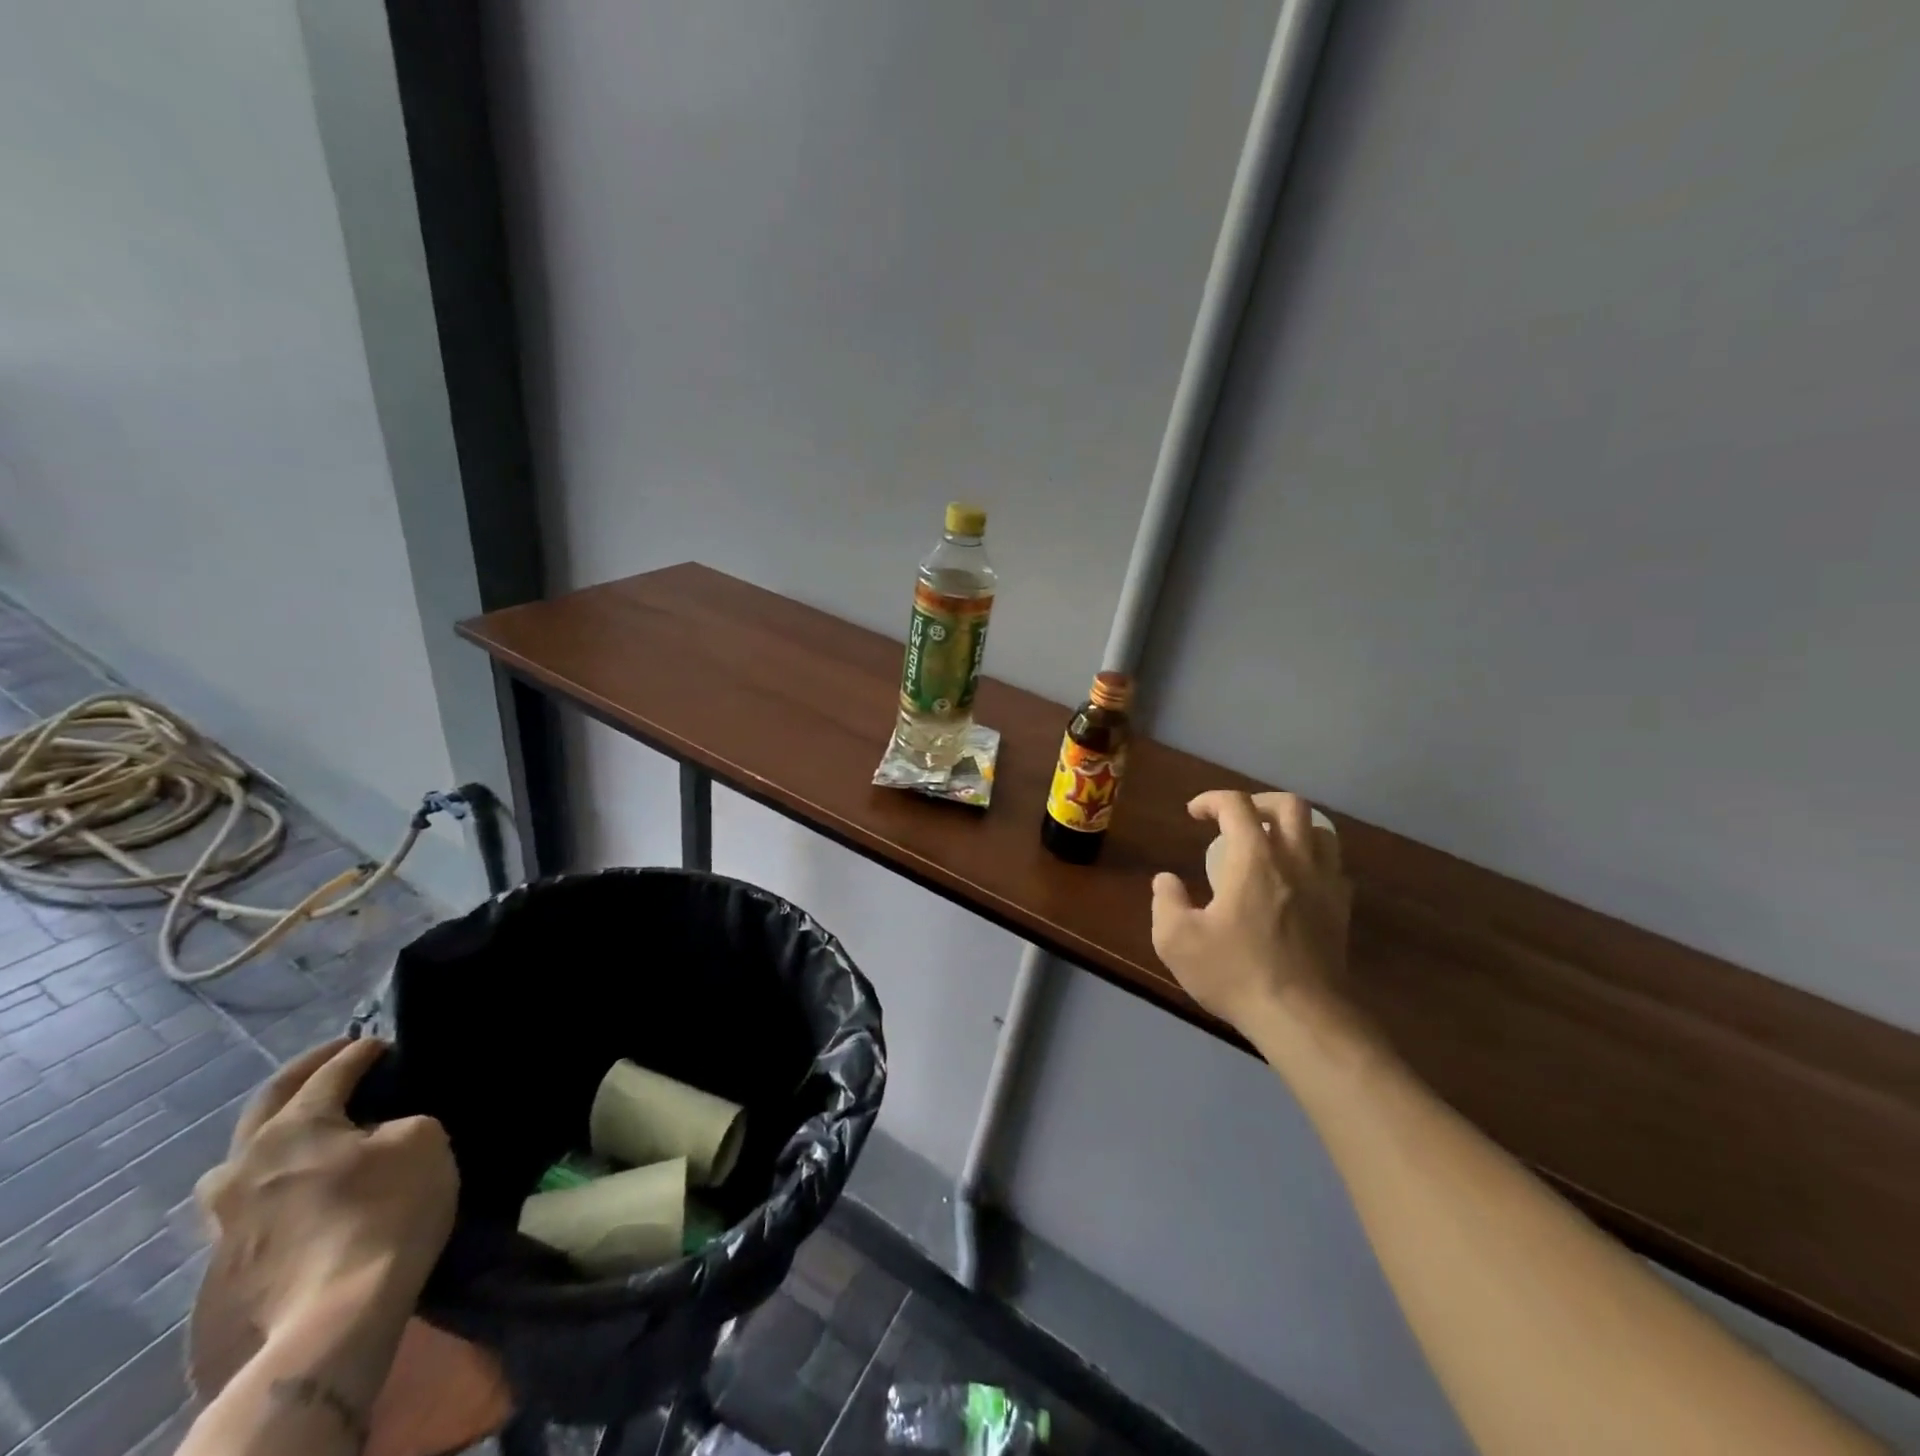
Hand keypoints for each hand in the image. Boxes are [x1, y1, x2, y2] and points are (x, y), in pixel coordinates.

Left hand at [197, 1038, 456, 1338]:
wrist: (333, 1318)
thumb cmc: (386, 1210)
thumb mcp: (423, 1141)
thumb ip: (400, 1123)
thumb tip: (379, 1133)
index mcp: (294, 1126)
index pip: (332, 1071)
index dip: (362, 1051)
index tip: (385, 1043)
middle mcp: (246, 1163)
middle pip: (268, 1104)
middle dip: (304, 1076)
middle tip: (335, 1058)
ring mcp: (225, 1217)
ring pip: (241, 1158)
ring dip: (272, 1135)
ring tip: (306, 1132)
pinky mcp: (227, 1261)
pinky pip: (249, 1200)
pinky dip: (274, 1179)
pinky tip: (299, 1188)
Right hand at [1151, 790, 1352, 1035]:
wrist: (1301, 1017)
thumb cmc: (1235, 972)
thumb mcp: (1177, 940)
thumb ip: (1166, 902)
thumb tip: (1167, 881)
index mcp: (1254, 858)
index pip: (1236, 805)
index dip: (1212, 799)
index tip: (1194, 813)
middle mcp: (1295, 860)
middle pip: (1289, 805)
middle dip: (1259, 802)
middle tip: (1236, 819)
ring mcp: (1325, 884)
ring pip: (1320, 831)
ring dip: (1293, 827)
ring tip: (1270, 843)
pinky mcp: (1341, 911)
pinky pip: (1333, 866)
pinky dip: (1313, 859)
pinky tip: (1295, 880)